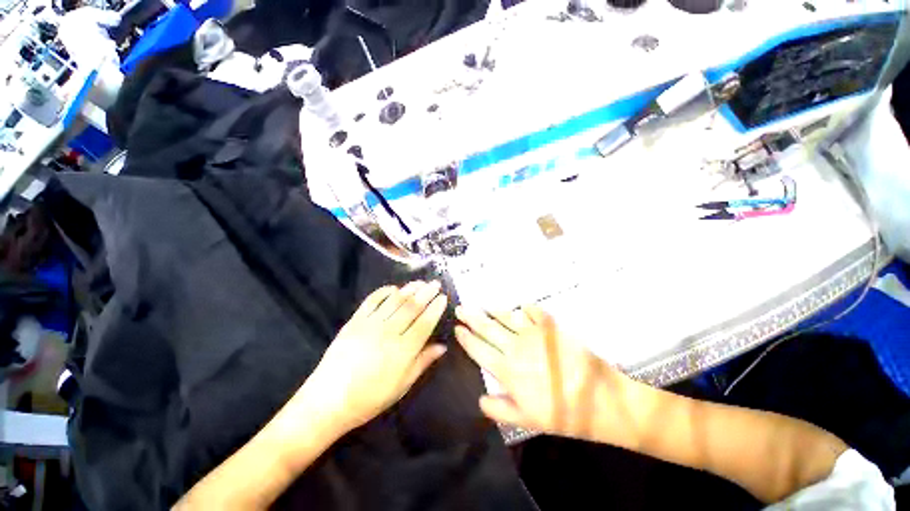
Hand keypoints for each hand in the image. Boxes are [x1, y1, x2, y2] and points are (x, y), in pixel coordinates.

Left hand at [305, 281, 448, 433]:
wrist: (329, 401)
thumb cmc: (370, 397)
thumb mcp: (402, 385)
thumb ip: (423, 362)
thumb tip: (442, 346)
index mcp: (403, 350)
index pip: (425, 323)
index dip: (436, 308)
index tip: (443, 297)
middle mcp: (389, 332)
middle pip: (412, 307)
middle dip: (426, 293)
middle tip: (435, 283)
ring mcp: (370, 324)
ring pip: (395, 300)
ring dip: (409, 289)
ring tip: (420, 282)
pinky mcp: (355, 321)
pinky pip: (372, 301)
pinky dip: (384, 292)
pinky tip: (393, 288)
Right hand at [455, 305, 631, 440]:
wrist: (601, 400)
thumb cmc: (562, 414)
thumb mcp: (527, 420)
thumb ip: (499, 409)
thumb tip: (480, 399)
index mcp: (507, 370)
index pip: (479, 349)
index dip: (466, 338)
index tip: (457, 329)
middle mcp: (515, 347)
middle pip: (487, 328)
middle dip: (471, 317)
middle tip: (460, 308)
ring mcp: (533, 334)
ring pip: (507, 317)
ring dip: (493, 310)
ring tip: (482, 304)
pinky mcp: (551, 328)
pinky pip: (534, 312)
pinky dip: (525, 308)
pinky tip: (520, 306)